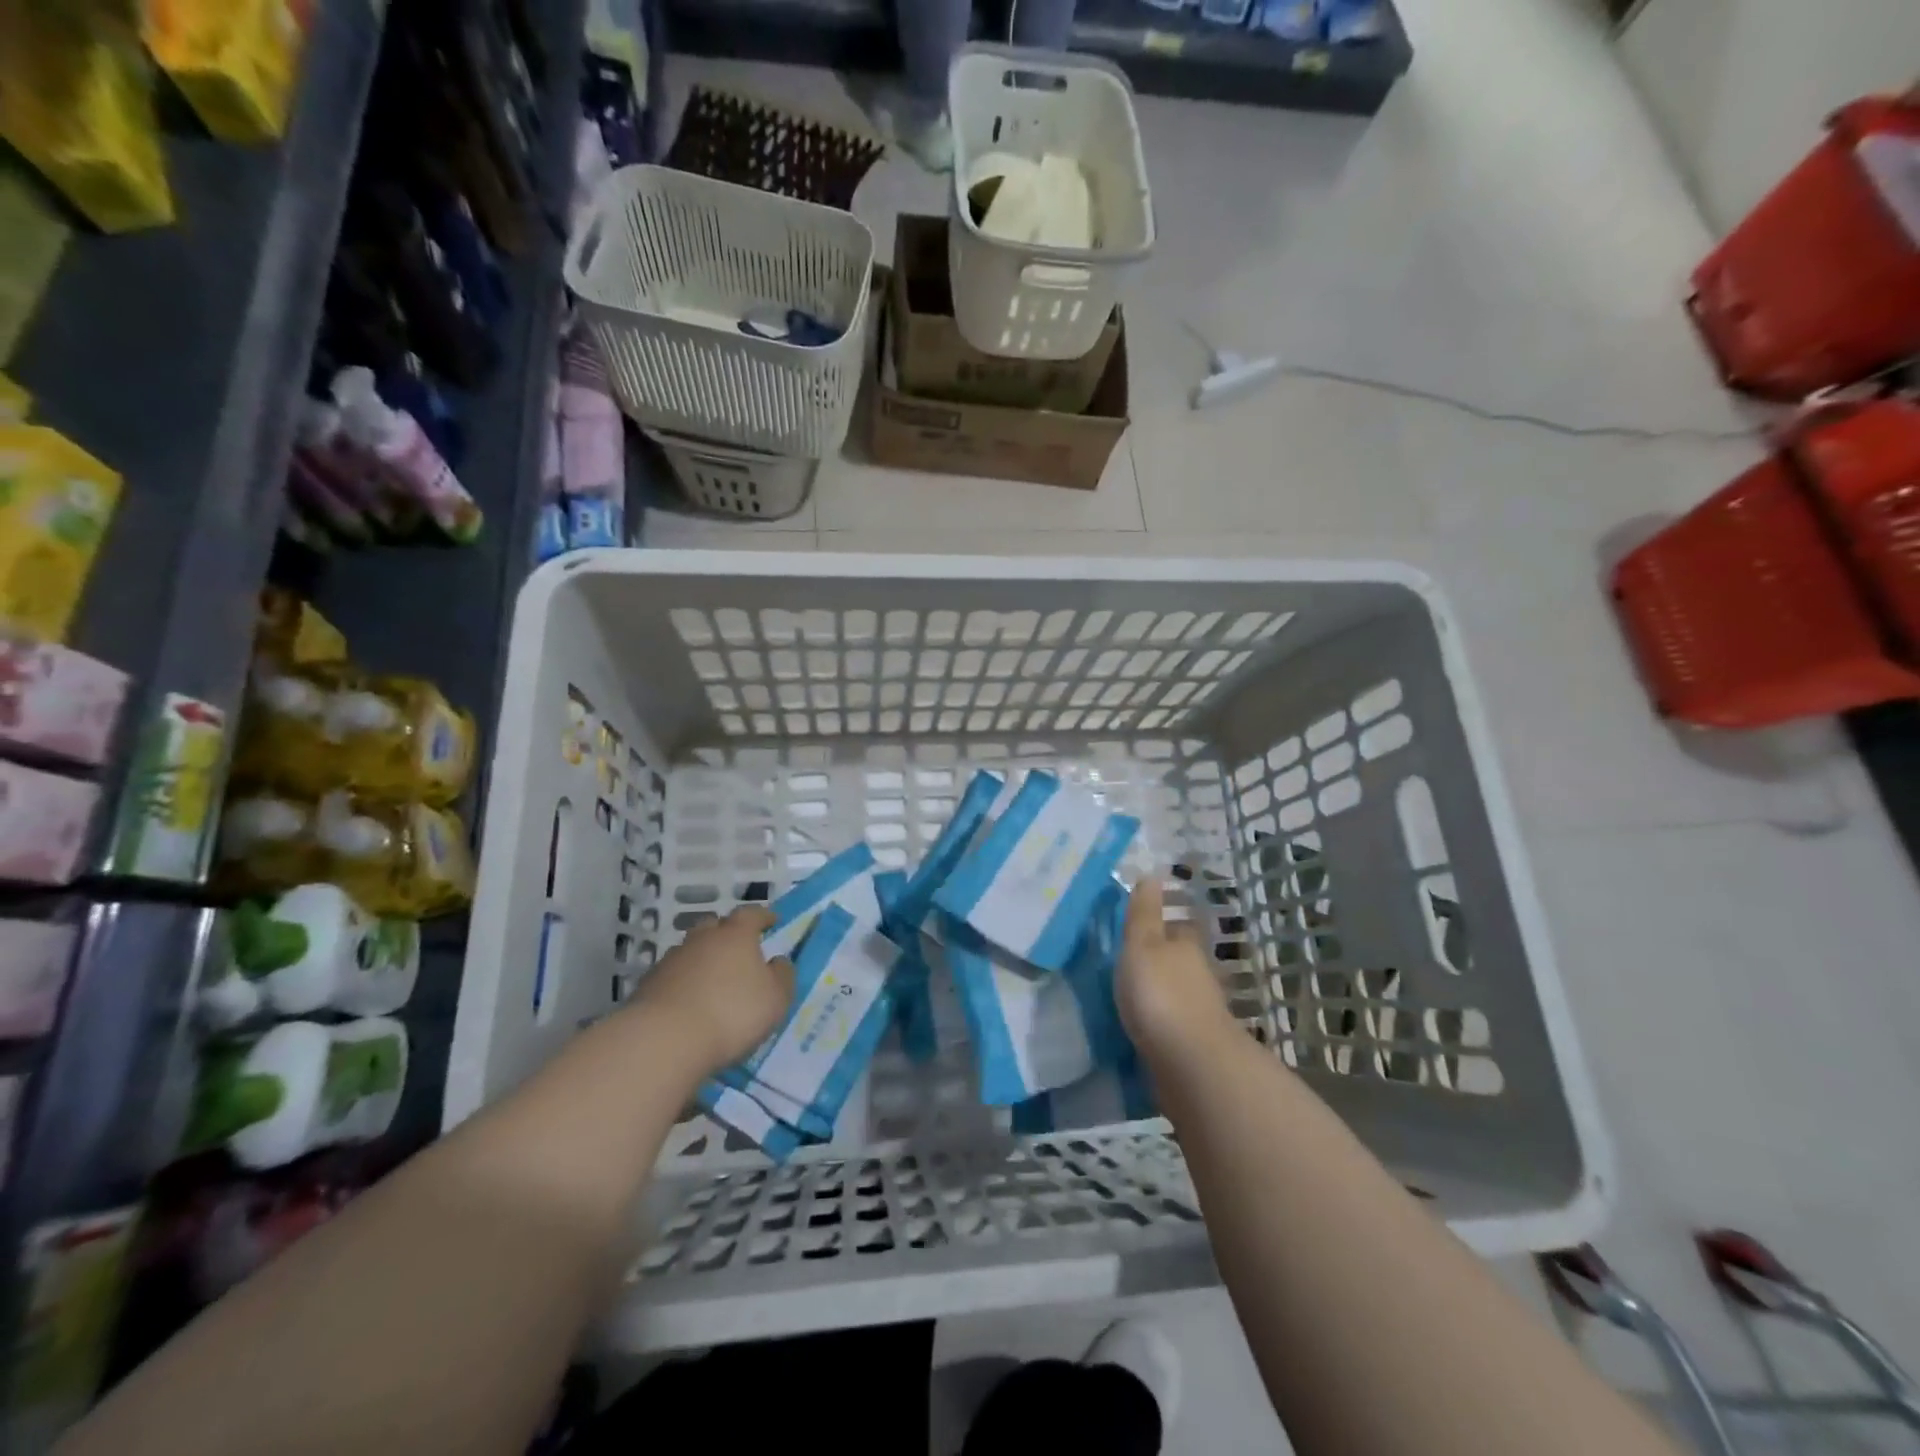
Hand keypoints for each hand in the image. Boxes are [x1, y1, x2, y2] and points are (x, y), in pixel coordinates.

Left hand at [633, 905, 794, 1074]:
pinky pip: (673, 975)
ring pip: (691, 950)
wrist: (666, 1039)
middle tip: (738, 949)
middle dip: (727, 933)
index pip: (751, 914)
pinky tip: (689, 1001)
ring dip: (702, 959)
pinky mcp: (649, 985)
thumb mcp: (776, 998)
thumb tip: (778, 961)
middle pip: (715, 926)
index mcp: (736, 935)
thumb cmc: (733, 1013)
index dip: (762, 916)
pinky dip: (683, 982)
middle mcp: (702, 939)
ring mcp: (672, 960)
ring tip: (712, 980)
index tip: (771, 920)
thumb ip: (782, 975)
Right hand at [1117, 876, 1236, 1061]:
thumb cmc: (1161, 994)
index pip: (1178, 928)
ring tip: (1126, 998)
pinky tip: (1139, 1030)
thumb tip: (1152, 874)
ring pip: (1176, 995)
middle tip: (1127, 963)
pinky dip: (1159, 1025)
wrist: (1190, 1065)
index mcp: (1186, 948)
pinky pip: (1171, 1028)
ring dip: (1159, 995)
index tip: (1140, 926)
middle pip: (1179, 962)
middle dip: (1160, 962)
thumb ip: (1144, 914)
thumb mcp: (1143, 944)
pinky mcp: (1192, 1047)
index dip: (1162, 925)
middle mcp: (1199, 977)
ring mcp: (1199, 1014)